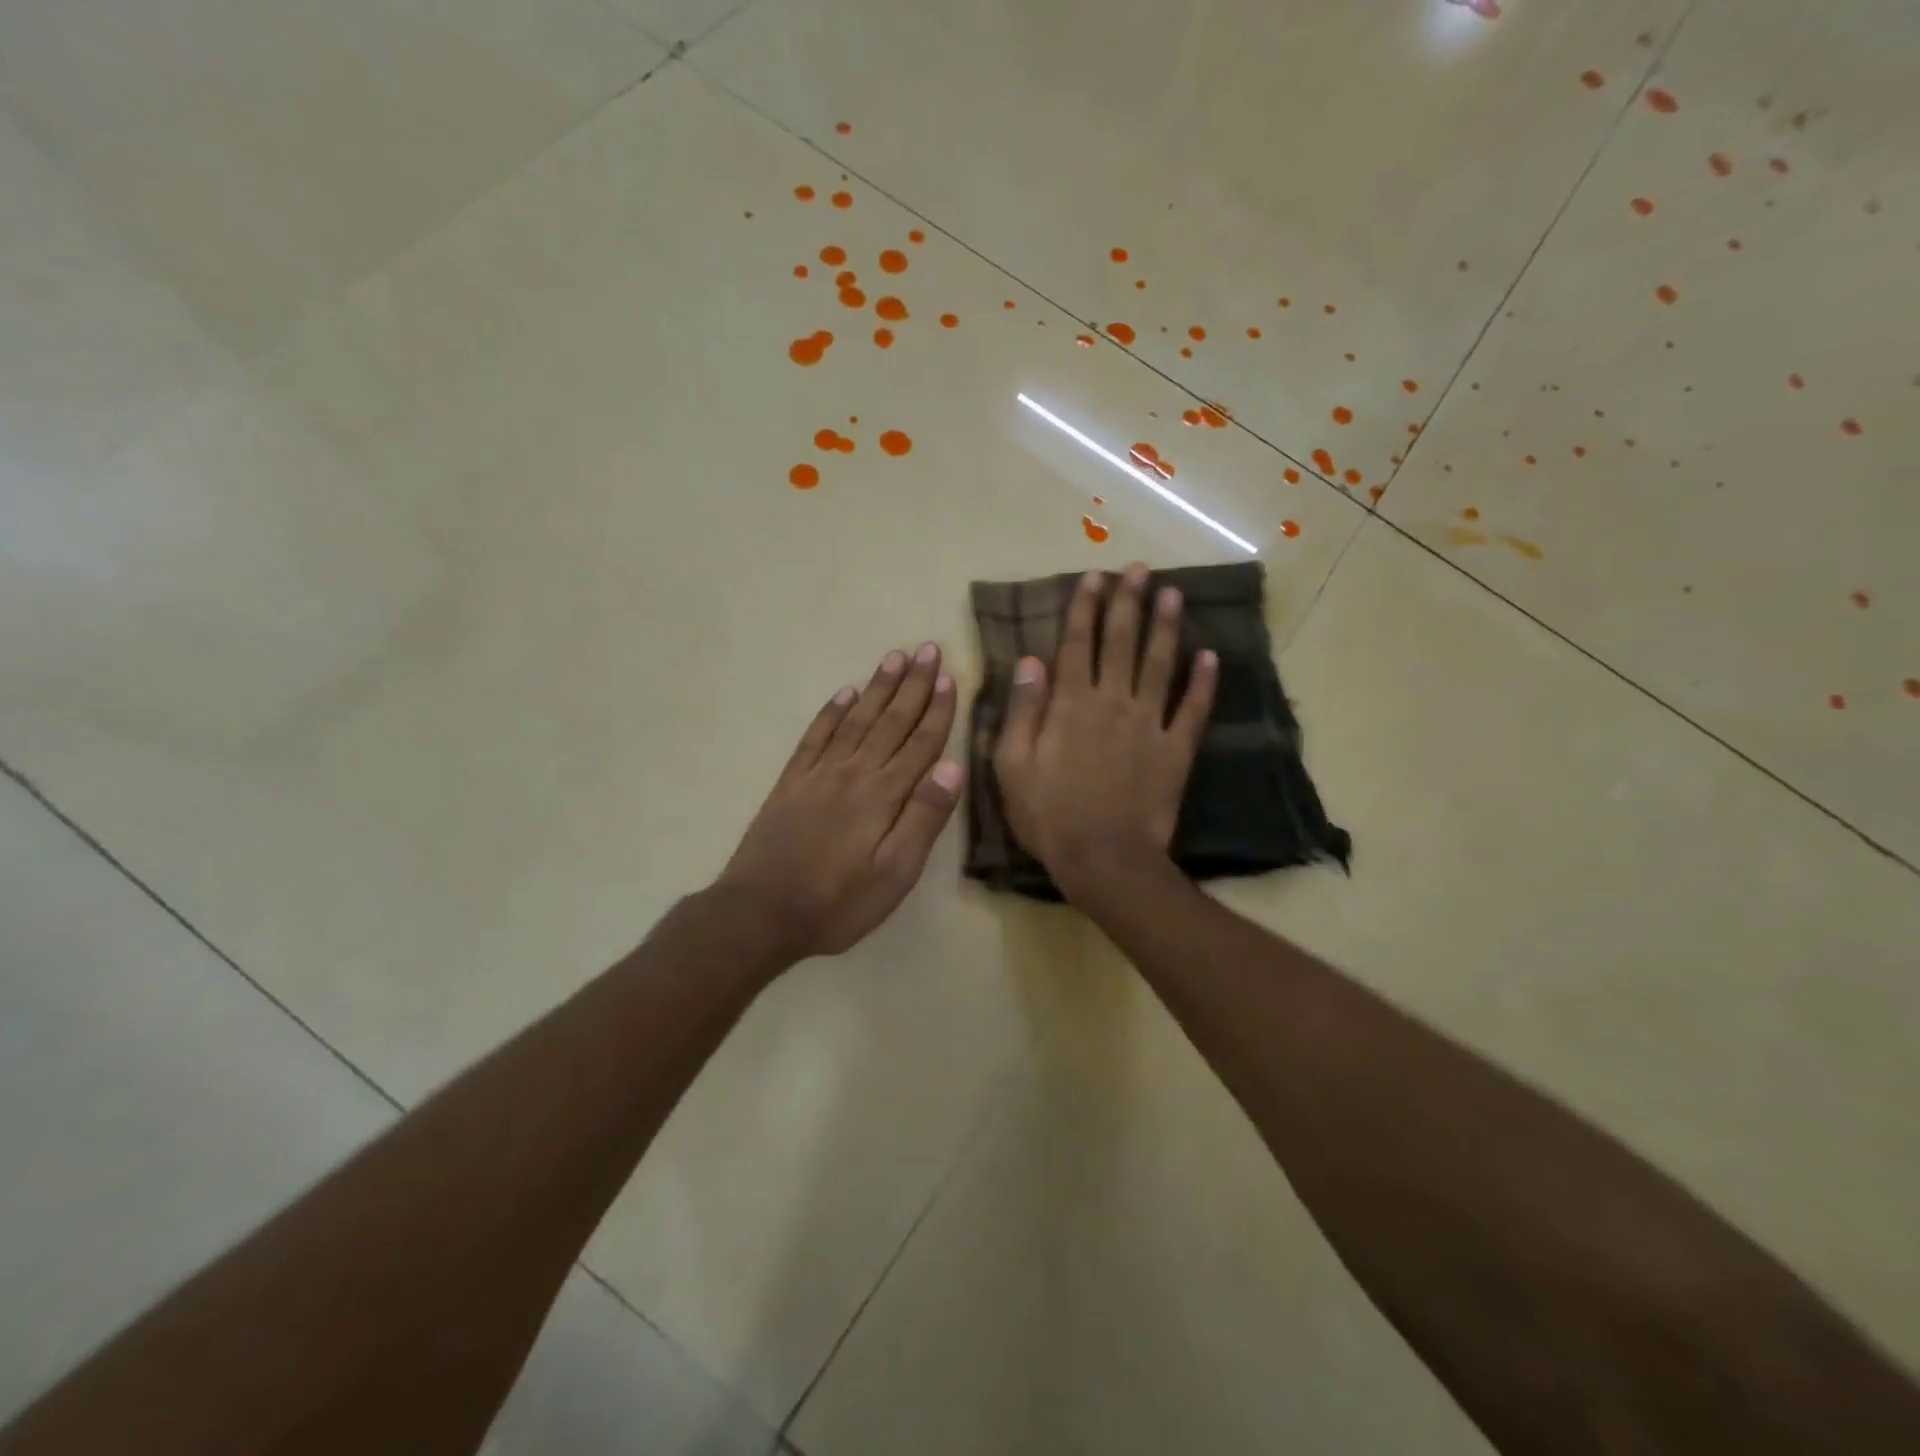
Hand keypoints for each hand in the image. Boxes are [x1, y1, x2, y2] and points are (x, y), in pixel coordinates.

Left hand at [718, 643, 964, 961]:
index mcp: (883, 795)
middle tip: (927, 649)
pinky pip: (816, 736)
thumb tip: (952, 768)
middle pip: (890, 721)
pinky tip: (844, 693)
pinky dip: (832, 711)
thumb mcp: (894, 874)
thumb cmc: (837, 902)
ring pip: (856, 720)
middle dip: (912, 685)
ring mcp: (819, 774)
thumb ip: (923, 819)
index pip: (919, 743)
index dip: (936, 710)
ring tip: (894, 657)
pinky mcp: (792, 782)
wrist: (760, 912)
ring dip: (877, 687)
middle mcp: (853, 772)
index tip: (949, 677)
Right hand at [993, 563, 1215, 897]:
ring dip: (1166, 627)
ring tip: (1173, 594)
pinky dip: (1204, 683)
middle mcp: (1113, 703)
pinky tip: (1210, 656)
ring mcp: (1149, 725)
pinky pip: (1193, 710)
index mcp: (1071, 705)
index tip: (1093, 577)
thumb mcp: (1013, 766)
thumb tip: (1030, 661)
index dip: (1084, 608)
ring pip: (1160, 665)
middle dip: (1128, 603)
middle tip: (1138, 570)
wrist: (1104, 859)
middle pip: (1122, 643)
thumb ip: (1022, 711)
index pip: (1078, 645)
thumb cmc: (1048, 815)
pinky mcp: (1176, 750)